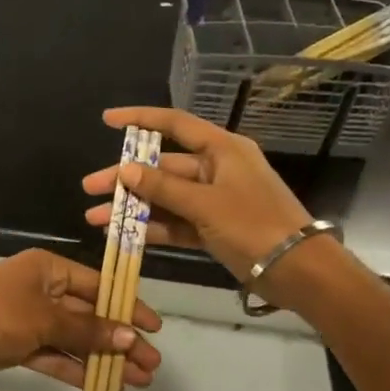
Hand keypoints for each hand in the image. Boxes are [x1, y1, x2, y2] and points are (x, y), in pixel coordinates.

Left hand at [0, 249, 162, 388]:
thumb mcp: (44, 318)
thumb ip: (86, 330)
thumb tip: (129, 337)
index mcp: (49, 270)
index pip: (98, 286)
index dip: (127, 306)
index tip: (154, 329)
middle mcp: (43, 291)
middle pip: (89, 316)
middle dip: (120, 340)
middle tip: (152, 366)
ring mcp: (31, 320)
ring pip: (75, 340)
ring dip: (103, 360)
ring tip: (137, 382)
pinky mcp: (20, 347)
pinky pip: (56, 357)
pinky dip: (77, 370)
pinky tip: (103, 388)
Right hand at [82, 106, 311, 279]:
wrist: (300, 271)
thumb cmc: (255, 225)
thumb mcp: (206, 204)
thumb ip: (163, 187)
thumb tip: (125, 169)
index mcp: (222, 150)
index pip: (174, 125)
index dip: (139, 119)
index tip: (107, 119)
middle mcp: (217, 169)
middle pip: (162, 167)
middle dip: (125, 178)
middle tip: (90, 188)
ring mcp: (215, 199)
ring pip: (165, 197)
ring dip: (134, 207)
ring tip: (96, 218)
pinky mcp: (214, 226)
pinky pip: (177, 221)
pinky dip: (153, 227)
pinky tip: (123, 235)